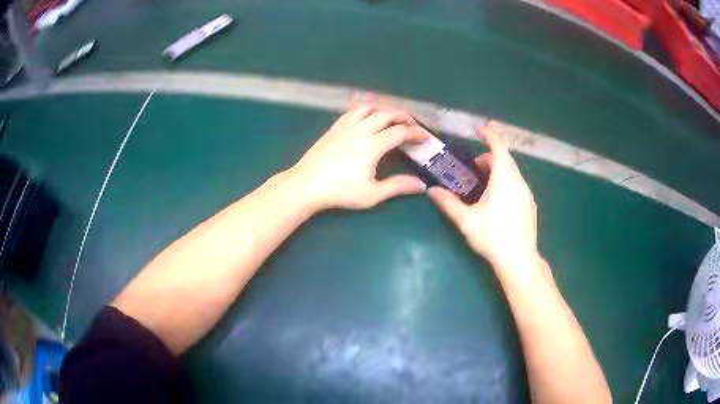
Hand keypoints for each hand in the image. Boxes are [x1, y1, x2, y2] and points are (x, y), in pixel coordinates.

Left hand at [289, 104, 426, 210]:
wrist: (306, 184)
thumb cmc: (340, 191)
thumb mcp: (372, 194)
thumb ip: (398, 187)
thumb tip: (420, 185)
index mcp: (373, 144)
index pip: (400, 132)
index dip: (416, 133)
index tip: (425, 138)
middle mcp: (361, 129)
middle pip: (387, 114)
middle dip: (404, 117)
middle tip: (412, 125)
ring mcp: (345, 126)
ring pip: (369, 108)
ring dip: (384, 109)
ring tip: (391, 117)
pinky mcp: (334, 128)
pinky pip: (353, 111)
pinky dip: (365, 110)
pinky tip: (366, 118)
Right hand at [427, 126, 544, 283]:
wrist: (519, 260)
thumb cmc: (493, 237)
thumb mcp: (467, 220)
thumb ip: (449, 203)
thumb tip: (432, 191)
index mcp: (504, 179)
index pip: (499, 147)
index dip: (489, 134)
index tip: (479, 129)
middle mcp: (519, 182)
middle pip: (505, 159)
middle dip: (490, 157)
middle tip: (474, 168)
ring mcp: (527, 194)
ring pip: (512, 172)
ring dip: (498, 170)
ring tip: (483, 186)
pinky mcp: (530, 205)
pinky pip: (517, 184)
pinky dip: (506, 182)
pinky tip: (497, 201)